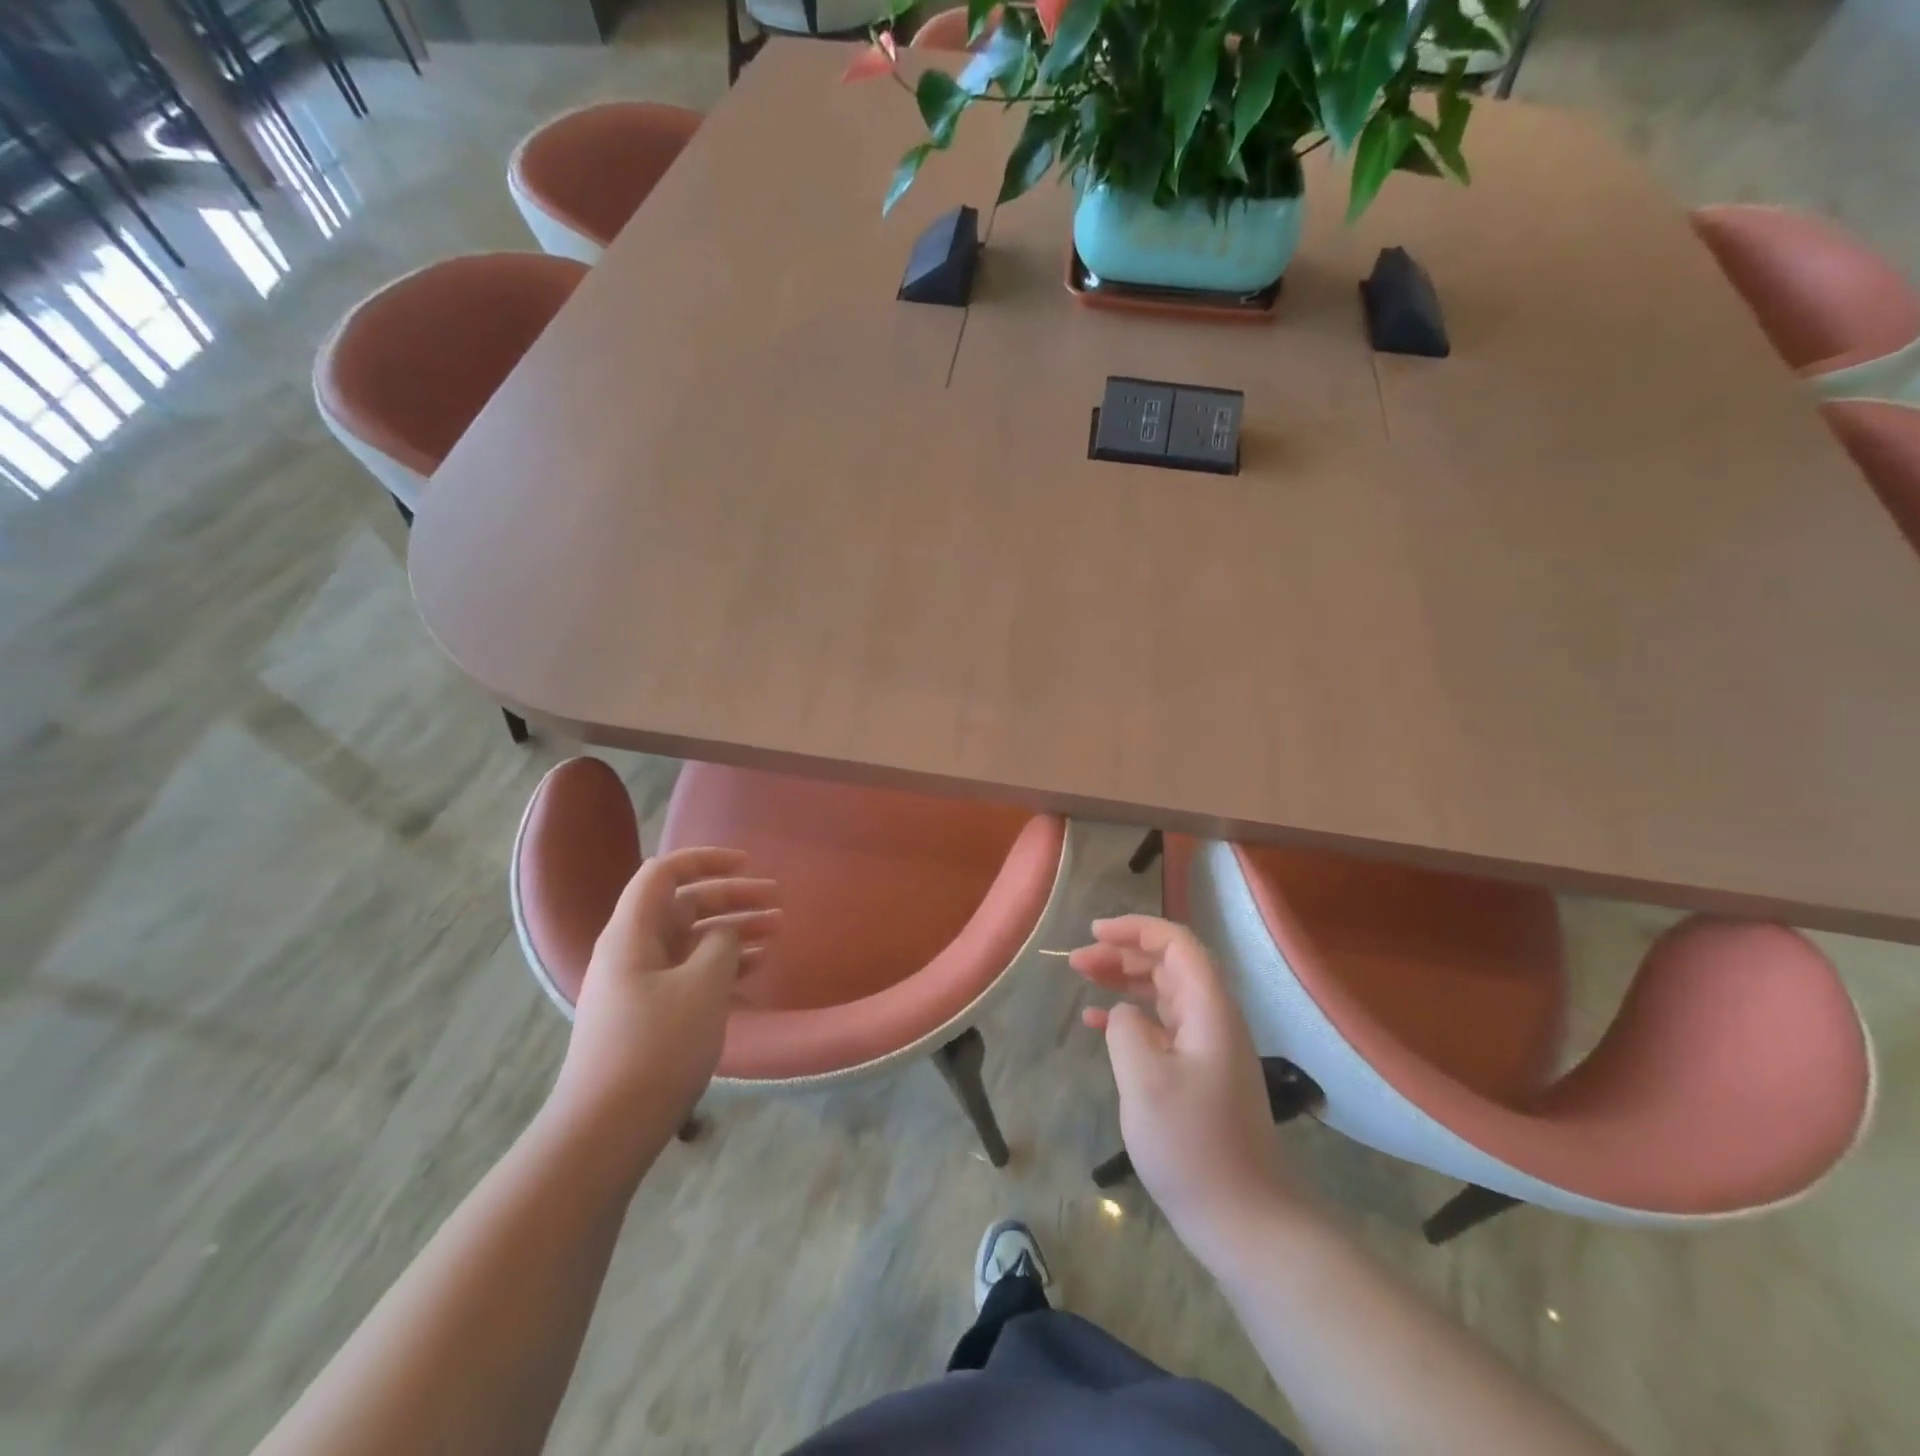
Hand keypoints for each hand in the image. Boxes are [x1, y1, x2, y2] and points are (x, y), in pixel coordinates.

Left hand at [551, 848, 779, 1142]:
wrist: (604, 1132)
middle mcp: (631, 951)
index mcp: (632, 933)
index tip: (748, 865)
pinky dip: (722, 963)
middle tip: (777, 901)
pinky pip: (689, 972)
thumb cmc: (655, 1048)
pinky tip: (755, 968)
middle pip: (684, 905)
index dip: (706, 860)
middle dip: (731, 897)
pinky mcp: (648, 1015)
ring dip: (733, 930)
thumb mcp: (701, 987)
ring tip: (777, 932)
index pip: (664, 872)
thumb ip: (720, 945)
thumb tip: (725, 932)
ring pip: (691, 940)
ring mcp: (639, 985)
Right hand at [1069, 915, 1293, 1256]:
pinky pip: (1161, 1028)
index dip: (1135, 929)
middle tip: (1077, 961)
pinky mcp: (1199, 1075)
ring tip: (1083, 979)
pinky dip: (1130, 1018)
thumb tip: (1123, 1015)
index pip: (1176, 944)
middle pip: (1168, 965)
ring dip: (1123, 981)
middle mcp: (1213, 1019)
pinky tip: (1097, 1023)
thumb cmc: (1194, 1146)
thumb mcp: (1145, 1082)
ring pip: (1162, 993)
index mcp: (1209, 1010)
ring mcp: (1207, 1048)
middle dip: (1122, 953)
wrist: (1246, 1221)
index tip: (1094, 933)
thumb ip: (1126, 1030)